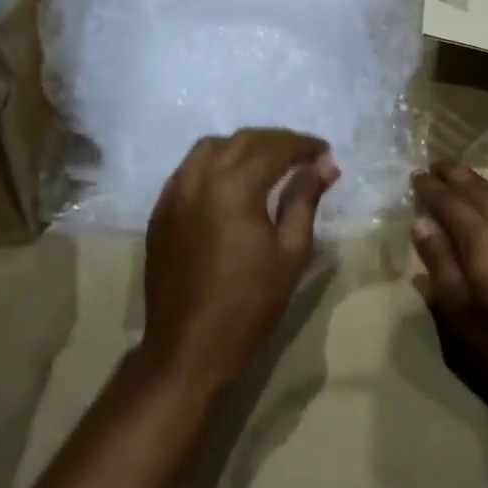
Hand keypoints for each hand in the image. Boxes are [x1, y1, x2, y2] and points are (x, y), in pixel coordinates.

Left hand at [142, 129, 338, 392]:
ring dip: (242, 147)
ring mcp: (174, 193)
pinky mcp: (160, 211)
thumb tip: (326, 165)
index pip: (274, 148)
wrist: (189, 346)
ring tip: (266, 163)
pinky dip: (214, 164)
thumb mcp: (291, 251)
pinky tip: (230, 183)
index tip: (324, 152)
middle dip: (276, 141)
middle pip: (242, 140)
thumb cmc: (250, 302)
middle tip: (302, 155)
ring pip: (210, 148)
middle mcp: (200, 178)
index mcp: (235, 186)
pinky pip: (189, 170)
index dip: (303, 145)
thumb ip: (305, 200)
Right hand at [410, 161, 487, 422]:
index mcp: (482, 243)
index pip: (451, 204)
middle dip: (457, 176)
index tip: (416, 176)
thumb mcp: (459, 316)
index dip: (432, 189)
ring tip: (464, 177)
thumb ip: (440, 265)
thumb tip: (422, 223)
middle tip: (437, 164)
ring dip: (481, 184)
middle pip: (480, 193)